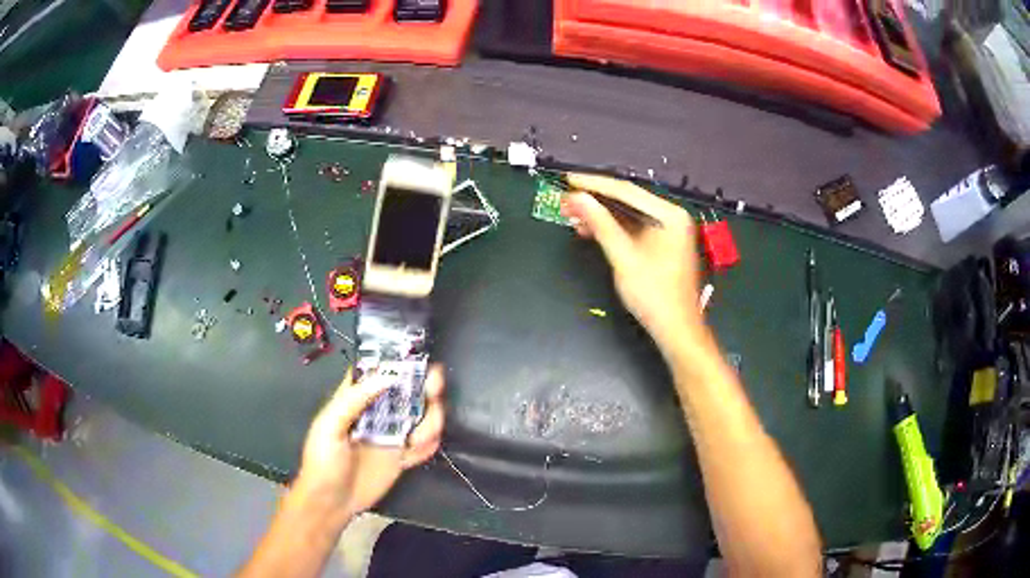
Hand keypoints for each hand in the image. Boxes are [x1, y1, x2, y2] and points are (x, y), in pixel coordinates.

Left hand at [292, 365, 445, 521]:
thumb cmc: (322, 461)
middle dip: (424, 386)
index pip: (377, 373)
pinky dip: (430, 444)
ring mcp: (391, 436)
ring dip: (430, 420)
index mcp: (356, 400)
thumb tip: (386, 376)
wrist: (331, 502)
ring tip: (420, 435)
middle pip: (406, 392)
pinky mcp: (401, 458)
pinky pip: (423, 446)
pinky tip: (424, 447)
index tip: (416, 358)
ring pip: (420, 417)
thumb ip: (354, 400)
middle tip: (435, 386)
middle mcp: (377, 414)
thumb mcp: (329, 426)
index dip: (396, 362)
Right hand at [561, 173, 702, 347]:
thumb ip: (600, 224)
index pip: (627, 191)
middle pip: (628, 201)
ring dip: (600, 215)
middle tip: (565, 200)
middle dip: (595, 201)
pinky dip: (612, 229)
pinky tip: (589, 230)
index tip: (568, 180)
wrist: (676, 329)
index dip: (595, 185)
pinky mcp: (661, 244)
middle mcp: (671, 217)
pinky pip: (633, 228)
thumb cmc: (653, 294)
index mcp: (669, 215)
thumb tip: (576, 197)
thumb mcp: (623, 256)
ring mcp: (668, 231)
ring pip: (628, 215)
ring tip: (571, 215)